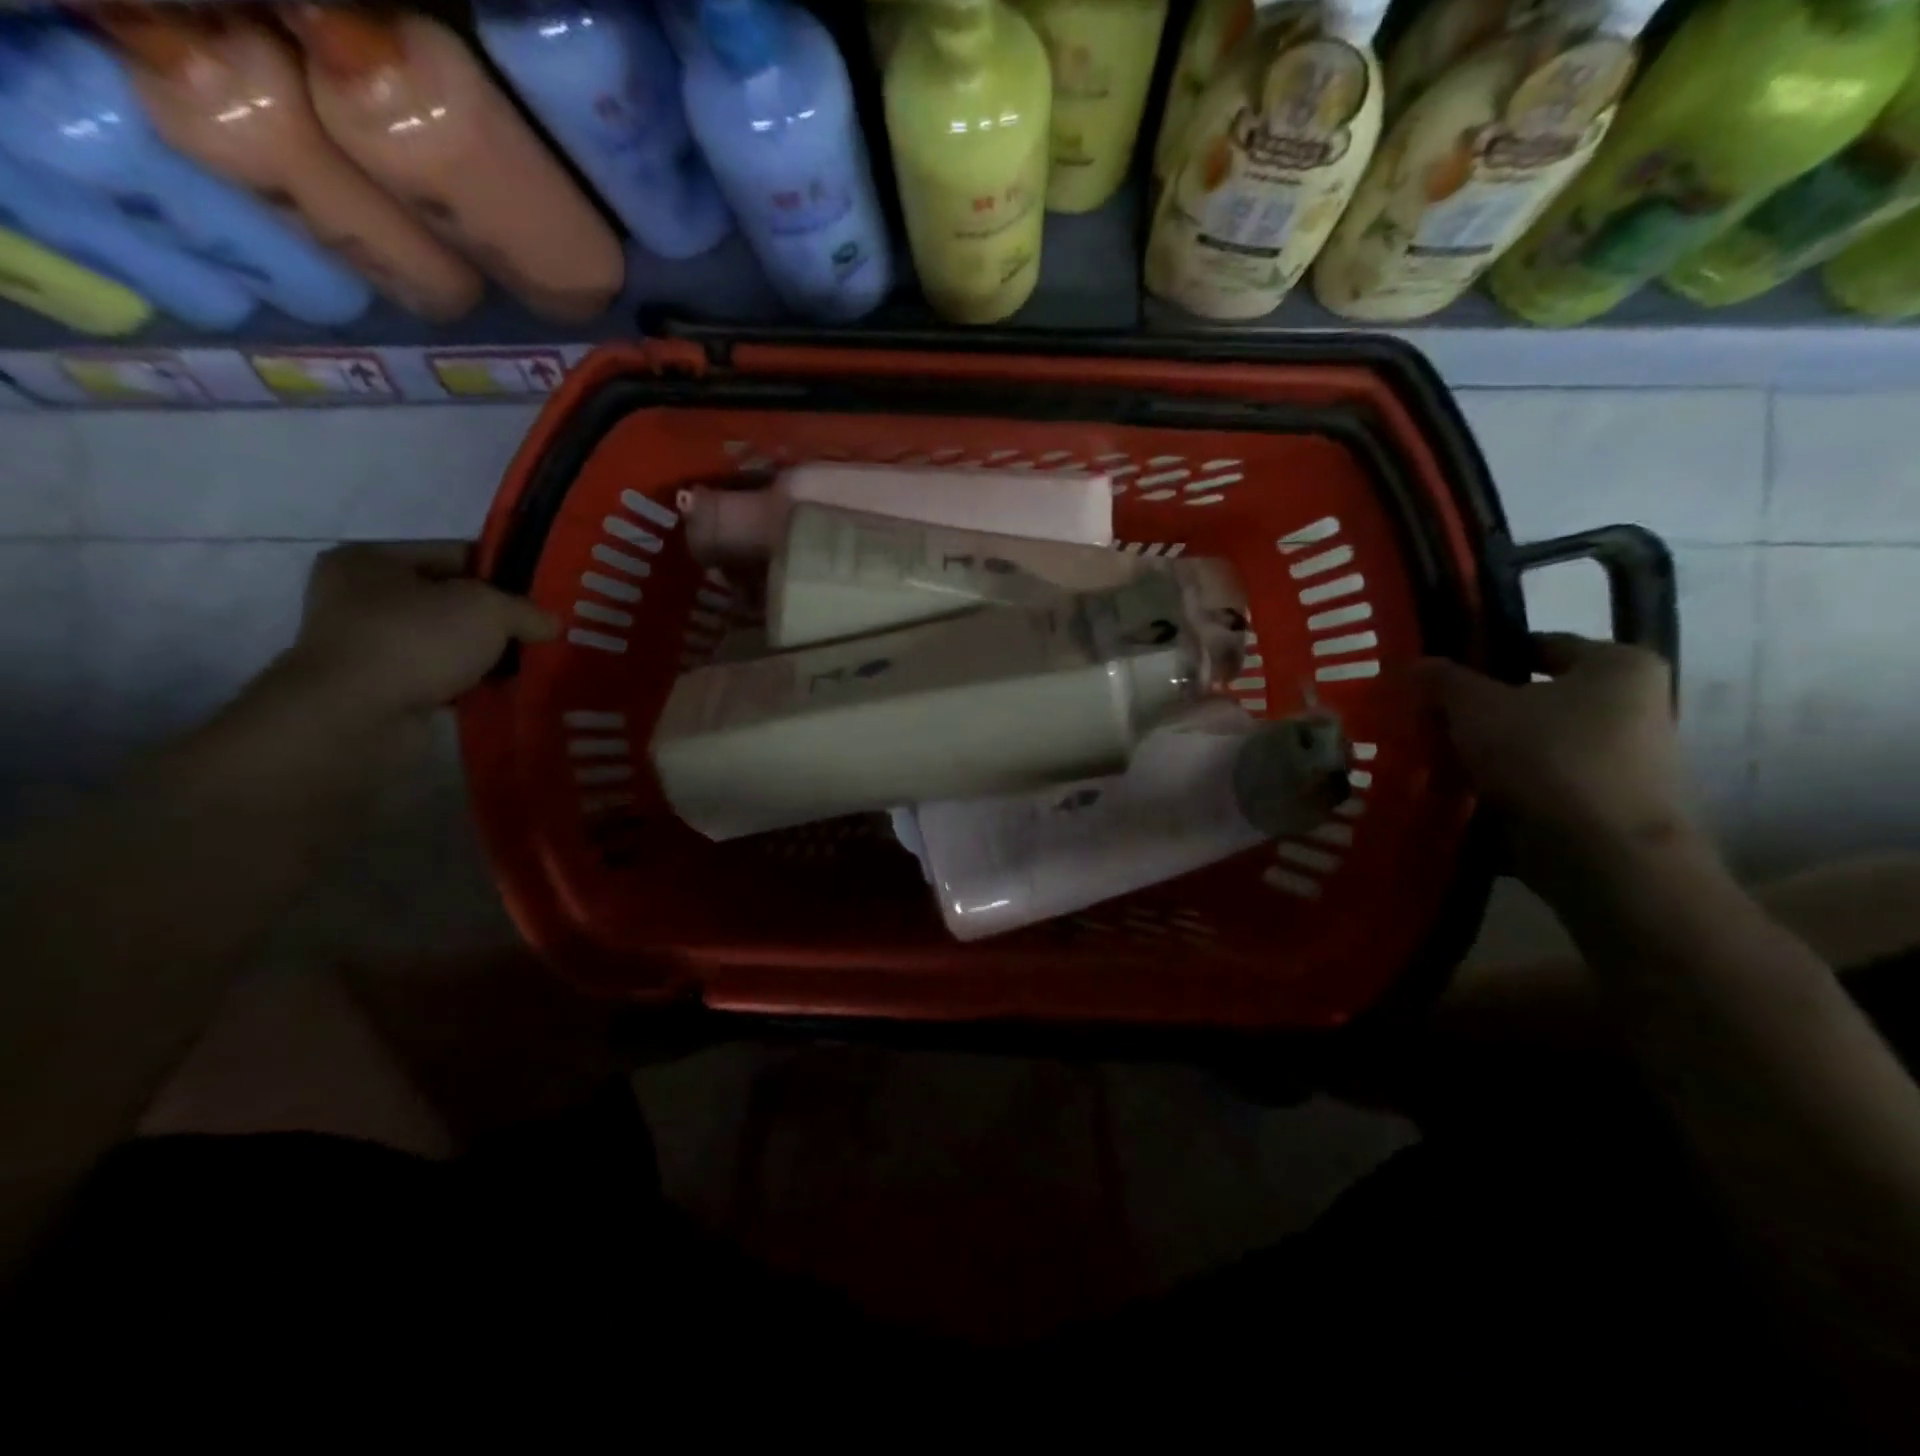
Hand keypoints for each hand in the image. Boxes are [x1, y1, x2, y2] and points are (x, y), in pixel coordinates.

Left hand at [285, 543, 557, 719]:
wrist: (357, 717)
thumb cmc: (415, 640)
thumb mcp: (487, 609)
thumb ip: (525, 610)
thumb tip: (552, 623)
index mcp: (371, 560)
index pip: (456, 554)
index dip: (504, 571)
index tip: (544, 594)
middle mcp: (360, 598)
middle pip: (451, 601)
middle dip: (497, 619)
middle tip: (544, 631)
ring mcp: (368, 647)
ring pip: (449, 643)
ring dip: (486, 655)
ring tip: (534, 663)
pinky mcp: (382, 690)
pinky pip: (442, 678)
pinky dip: (472, 684)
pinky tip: (507, 690)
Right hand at [1417, 634, 1693, 876]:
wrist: (1606, 857)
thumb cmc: (1548, 758)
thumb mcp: (1477, 708)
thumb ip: (1444, 681)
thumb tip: (1415, 664)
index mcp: (1618, 666)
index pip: (1537, 645)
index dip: (1482, 656)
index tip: (1437, 677)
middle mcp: (1634, 707)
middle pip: (1534, 700)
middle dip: (1479, 713)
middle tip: (1427, 721)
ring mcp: (1625, 762)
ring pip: (1532, 746)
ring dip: (1487, 755)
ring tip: (1434, 762)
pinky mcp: (1606, 808)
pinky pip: (1540, 787)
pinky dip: (1503, 790)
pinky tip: (1460, 798)